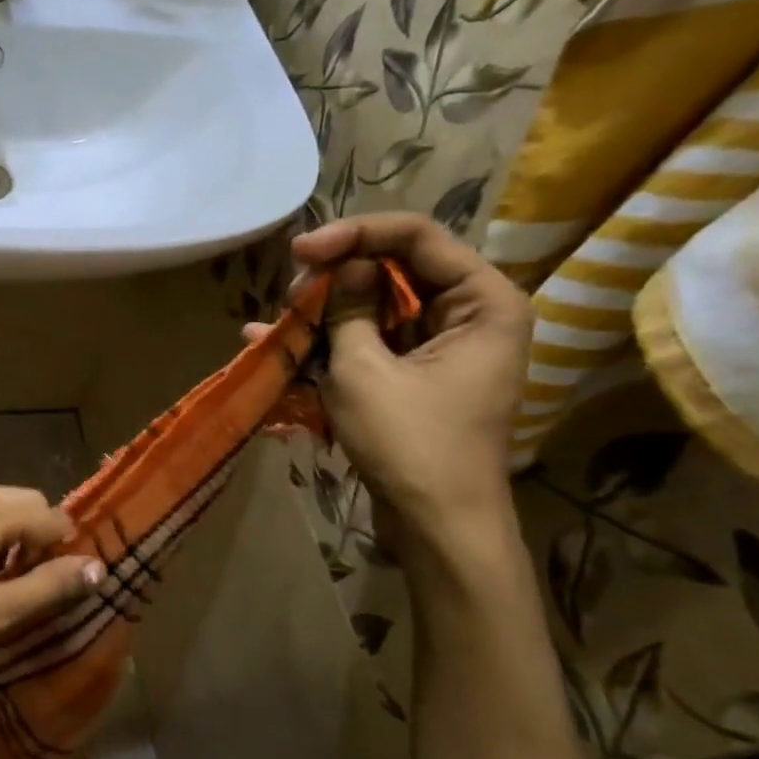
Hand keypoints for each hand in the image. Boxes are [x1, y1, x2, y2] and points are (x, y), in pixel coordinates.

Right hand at [248, 213, 531, 541]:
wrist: (436, 524)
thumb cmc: (411, 443)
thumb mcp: (365, 370)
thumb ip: (350, 310)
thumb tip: (346, 268)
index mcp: (483, 301)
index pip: (417, 237)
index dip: (355, 234)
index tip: (301, 250)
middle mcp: (469, 314)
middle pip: (396, 269)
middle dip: (338, 276)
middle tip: (291, 291)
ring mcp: (440, 347)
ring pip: (377, 307)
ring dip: (326, 311)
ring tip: (276, 320)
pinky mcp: (414, 375)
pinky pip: (370, 342)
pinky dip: (330, 342)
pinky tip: (276, 343)